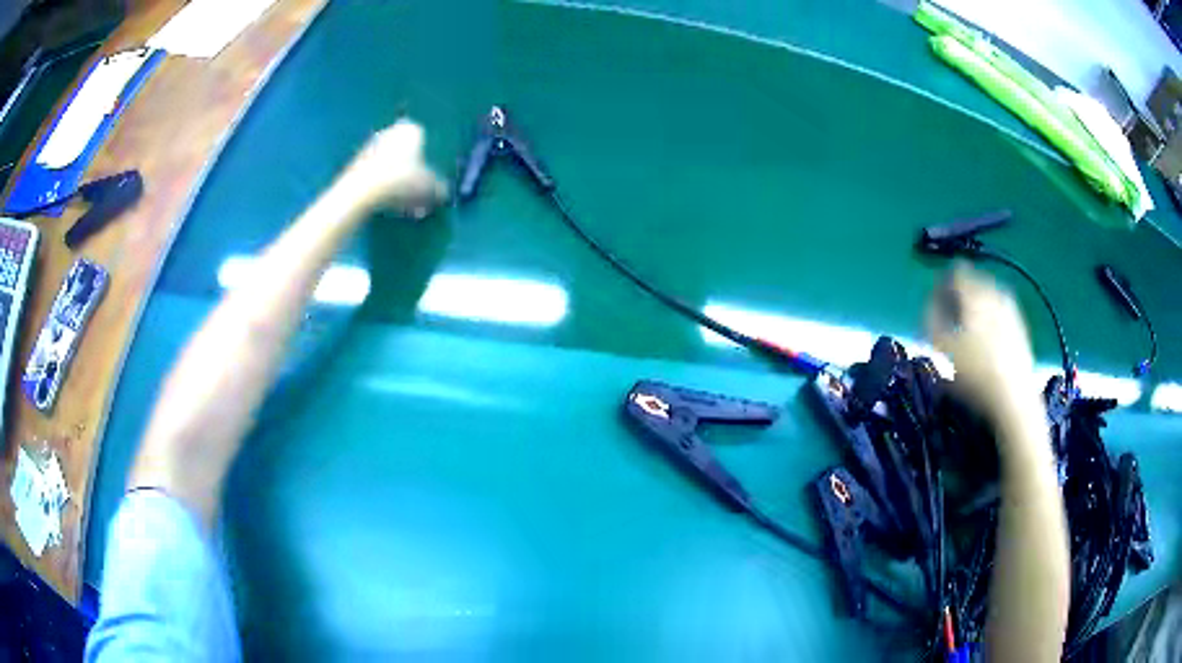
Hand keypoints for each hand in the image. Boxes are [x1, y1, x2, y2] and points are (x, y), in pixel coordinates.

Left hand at [340, 119, 446, 217]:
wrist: (361, 192)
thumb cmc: (401, 181)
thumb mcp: (430, 188)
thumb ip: (440, 188)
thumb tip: (444, 192)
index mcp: (412, 129)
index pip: (425, 140)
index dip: (429, 159)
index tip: (431, 177)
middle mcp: (391, 131)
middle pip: (406, 151)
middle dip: (412, 169)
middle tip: (418, 191)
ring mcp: (371, 146)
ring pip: (390, 163)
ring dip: (397, 178)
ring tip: (403, 202)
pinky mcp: (356, 162)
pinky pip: (376, 173)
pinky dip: (382, 185)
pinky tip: (387, 202)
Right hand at [927, 264, 1038, 422]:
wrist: (1014, 399)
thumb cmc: (974, 373)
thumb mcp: (941, 348)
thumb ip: (931, 319)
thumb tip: (929, 302)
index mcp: (975, 292)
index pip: (955, 272)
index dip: (941, 284)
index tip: (934, 302)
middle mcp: (995, 292)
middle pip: (974, 282)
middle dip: (961, 294)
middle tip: (949, 314)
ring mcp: (1011, 310)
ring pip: (989, 297)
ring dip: (976, 307)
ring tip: (966, 327)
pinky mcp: (1021, 328)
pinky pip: (1001, 312)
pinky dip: (990, 318)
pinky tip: (985, 339)